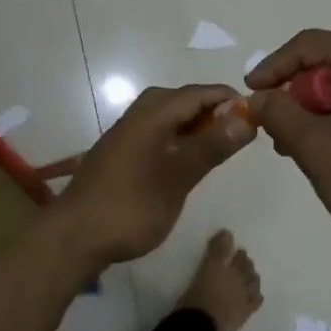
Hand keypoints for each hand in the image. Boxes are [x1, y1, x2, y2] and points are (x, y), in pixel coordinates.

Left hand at [51, 84, 254, 267]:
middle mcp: (135, 118)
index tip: (255, 111)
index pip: (196, 93)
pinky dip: (174, 137)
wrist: (74, 237)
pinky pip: (153, 132)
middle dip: (207, 107)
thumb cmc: (131, 206)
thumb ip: (211, 146)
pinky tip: (184, 160)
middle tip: (235, 128)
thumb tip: (245, 118)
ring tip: (215, 143)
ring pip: (163, 115)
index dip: (226, 97)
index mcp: (151, 116)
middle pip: (177, 99)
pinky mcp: (118, 155)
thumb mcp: (178, 177)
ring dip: (190, 123)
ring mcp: (123, 136)